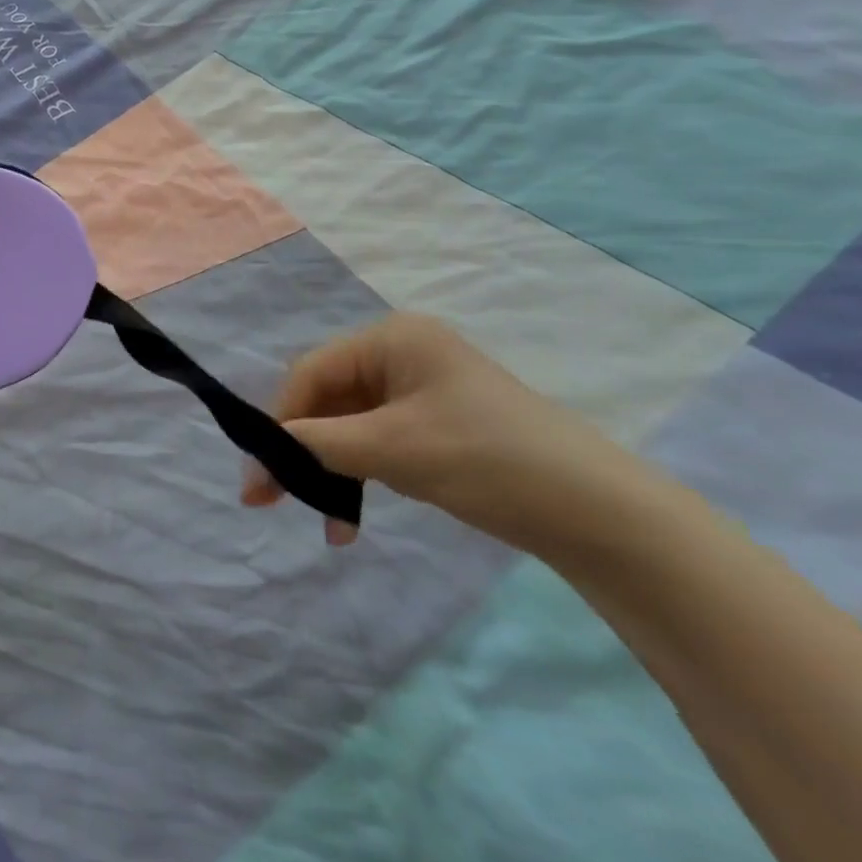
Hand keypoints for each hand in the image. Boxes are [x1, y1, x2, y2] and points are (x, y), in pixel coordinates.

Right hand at [245, 313, 631, 554]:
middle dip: (301, 451)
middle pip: (327, 399)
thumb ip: (318, 445)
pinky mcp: (435, 426)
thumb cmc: (489, 460)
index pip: (312, 372)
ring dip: (330, 472)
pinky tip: (351, 519)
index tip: (258, 474)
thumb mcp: (393, 449)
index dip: (280, 421)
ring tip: (324, 522)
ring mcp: (420, 391)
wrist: (604, 516)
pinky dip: (361, 477)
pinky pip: (377, 444)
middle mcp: (401, 355)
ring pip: (348, 427)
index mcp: (391, 339)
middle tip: (271, 499)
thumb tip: (261, 453)